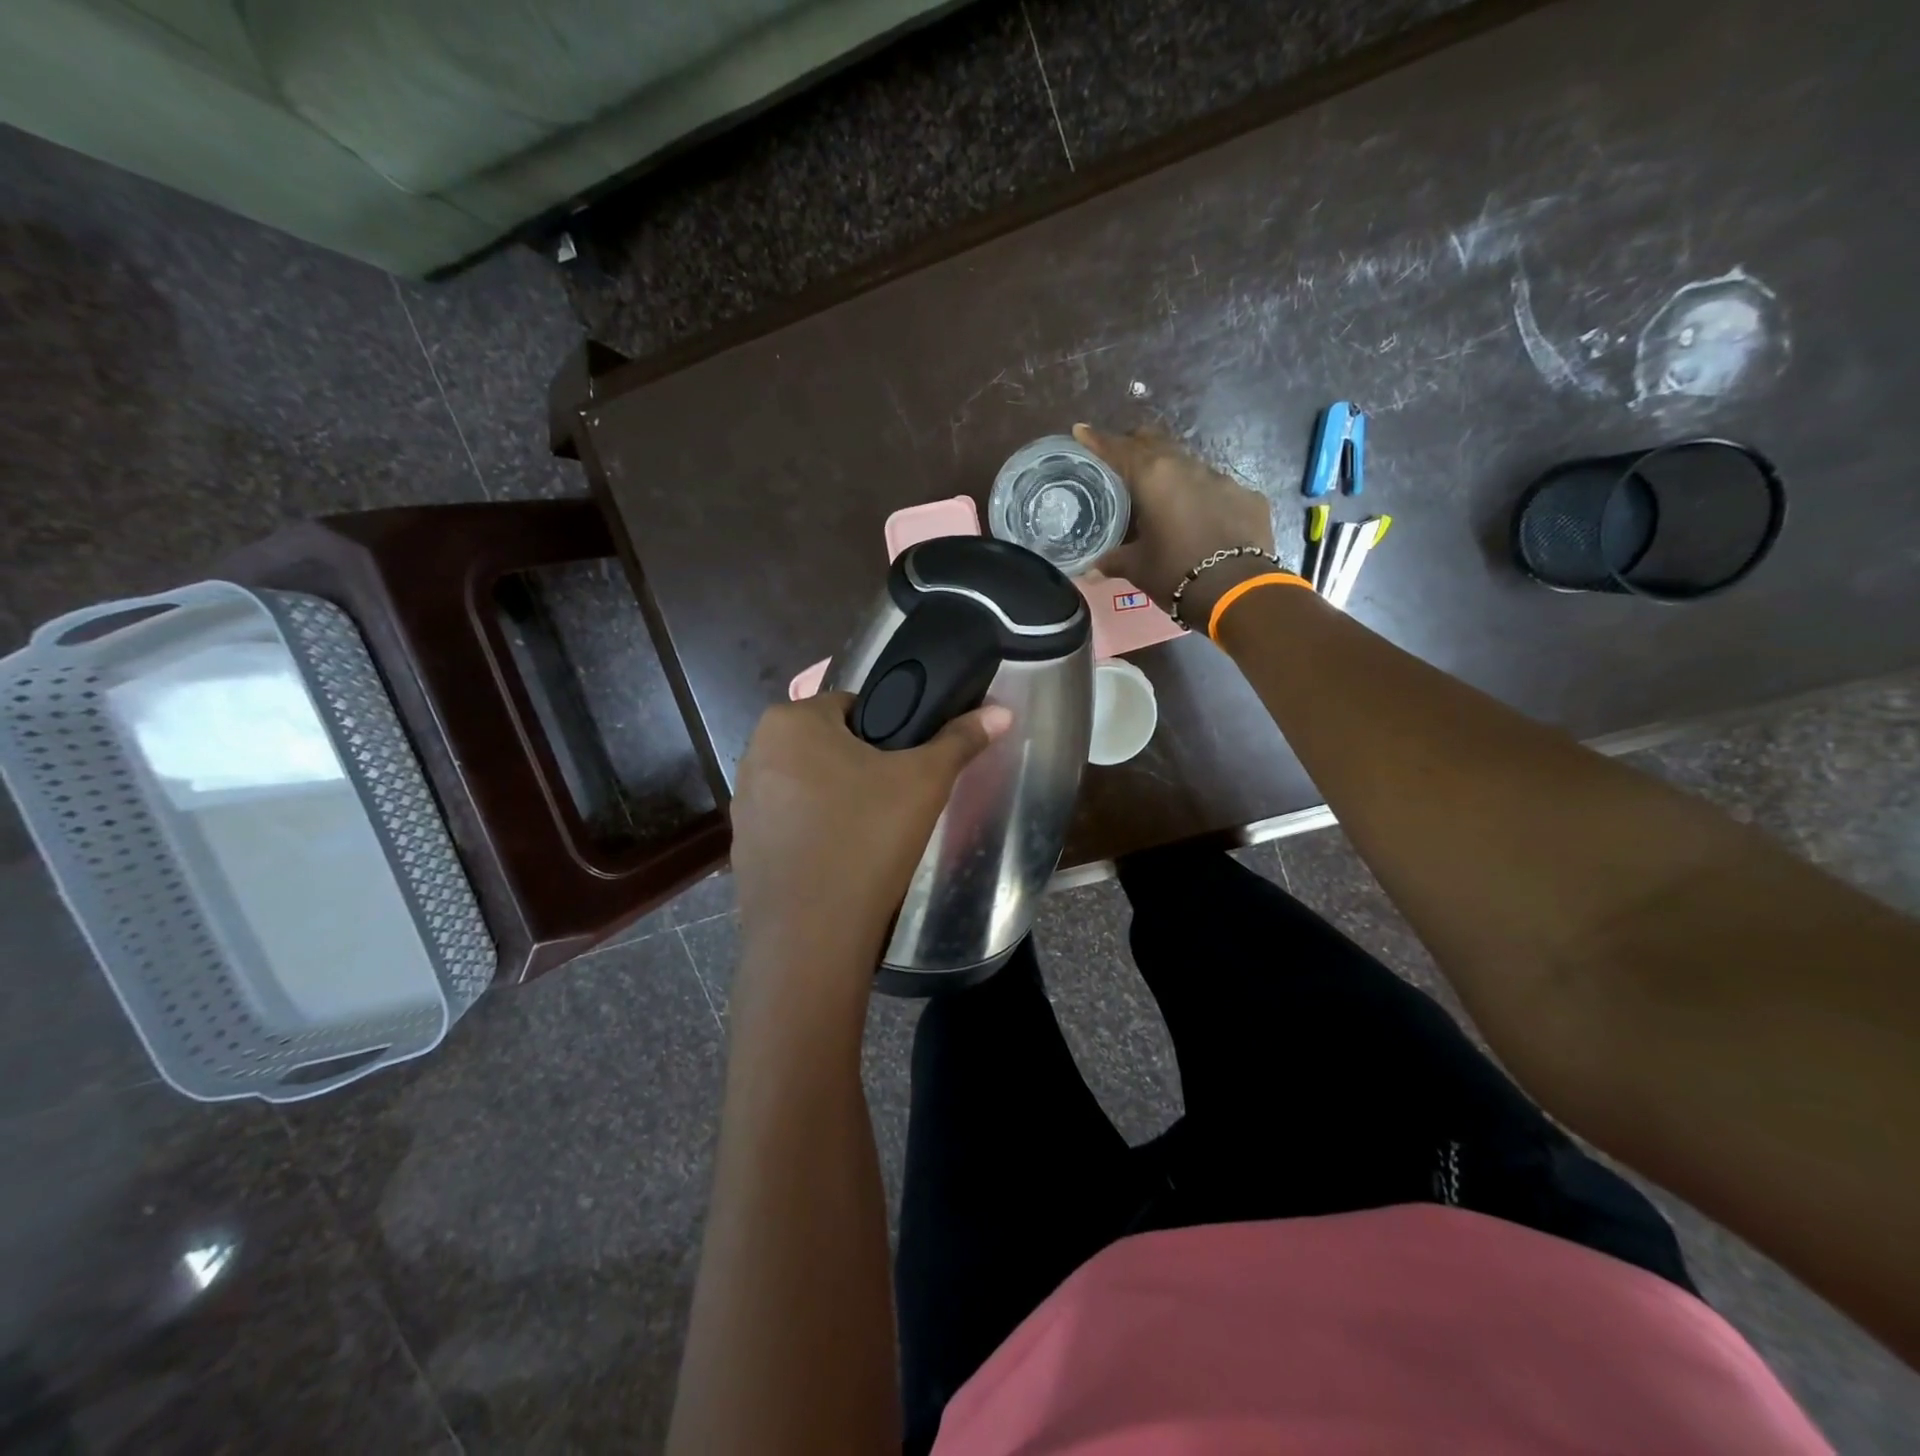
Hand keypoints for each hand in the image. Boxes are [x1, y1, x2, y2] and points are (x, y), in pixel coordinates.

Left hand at [729, 691, 1011, 976]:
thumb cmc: (867, 840)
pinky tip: (840, 860)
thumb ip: (960, 740)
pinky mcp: (743, 846)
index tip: (909, 766)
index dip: (889, 733)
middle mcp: (755, 752)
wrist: (812, 937)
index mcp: (790, 721)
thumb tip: (1001, 711)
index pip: (854, 706)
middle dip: (862, 767)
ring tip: (871, 834)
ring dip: (837, 799)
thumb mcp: (924, 782)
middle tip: (896, 802)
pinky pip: (790, 824)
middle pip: (829, 746)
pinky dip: (815, 832)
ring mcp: (743, 802)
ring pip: (809, 785)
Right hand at [1075, 423, 1277, 622]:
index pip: (1118, 450)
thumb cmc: (1174, 572)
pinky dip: (1201, 496)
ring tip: (1160, 492)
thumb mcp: (1136, 568)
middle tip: (1121, 459)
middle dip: (1135, 446)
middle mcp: (1187, 467)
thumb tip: (1091, 570)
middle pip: (1156, 444)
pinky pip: (1217, 488)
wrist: (1236, 590)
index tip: (1081, 431)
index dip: (1097, 440)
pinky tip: (1199, 517)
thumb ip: (1113, 561)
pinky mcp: (1247, 496)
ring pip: (1188, 464)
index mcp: (1153, 477)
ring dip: (1171, 472)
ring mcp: (1222, 479)